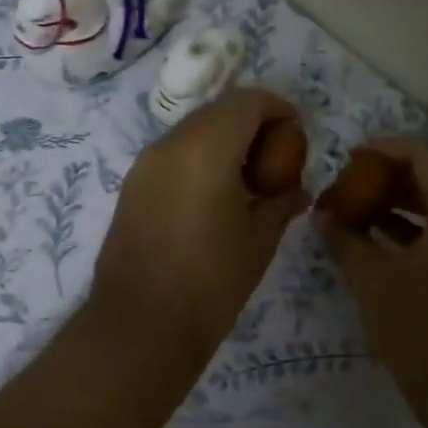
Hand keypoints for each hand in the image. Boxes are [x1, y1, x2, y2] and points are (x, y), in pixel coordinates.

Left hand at [89, 89, 307, 370]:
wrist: (141, 324)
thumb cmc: (211, 282)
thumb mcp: (260, 240)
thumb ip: (281, 203)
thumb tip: (296, 190)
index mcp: (205, 148)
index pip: (246, 102)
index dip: (277, 108)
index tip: (297, 133)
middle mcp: (169, 145)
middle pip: (217, 112)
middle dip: (251, 124)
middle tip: (276, 158)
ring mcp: (144, 165)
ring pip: (192, 132)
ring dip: (223, 142)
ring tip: (247, 181)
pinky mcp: (131, 187)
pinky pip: (172, 156)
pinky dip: (198, 160)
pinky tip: (214, 197)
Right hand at [318, 136, 427, 401]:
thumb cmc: (424, 332)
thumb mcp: (374, 282)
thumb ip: (345, 240)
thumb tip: (321, 215)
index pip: (426, 157)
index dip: (386, 149)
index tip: (350, 157)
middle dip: (390, 178)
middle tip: (350, 185)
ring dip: (402, 207)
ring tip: (358, 212)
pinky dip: (417, 233)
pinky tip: (382, 245)